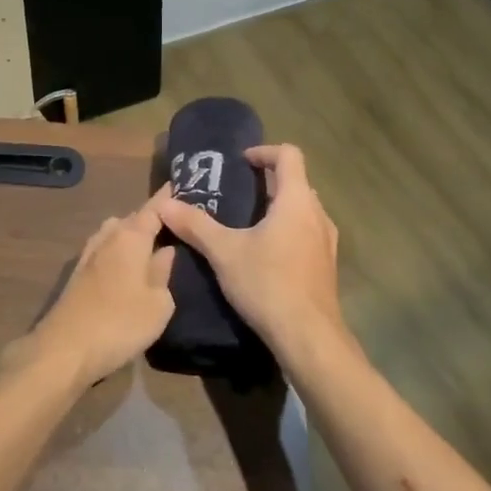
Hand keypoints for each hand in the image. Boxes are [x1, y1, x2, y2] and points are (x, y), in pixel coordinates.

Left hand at [24, 192, 177, 385]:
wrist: (66, 348)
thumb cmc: (121, 323)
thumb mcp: (158, 303)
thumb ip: (164, 272)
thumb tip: (166, 251)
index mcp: (131, 236)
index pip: (153, 208)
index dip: (168, 198)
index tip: (181, 185)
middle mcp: (108, 237)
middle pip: (132, 218)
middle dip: (151, 219)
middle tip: (174, 225)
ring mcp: (89, 254)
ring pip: (115, 233)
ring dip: (131, 235)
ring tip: (152, 246)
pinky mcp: (78, 274)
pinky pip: (105, 250)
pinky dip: (118, 251)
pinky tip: (127, 266)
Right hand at [157, 144, 346, 363]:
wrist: (308, 338)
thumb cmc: (268, 284)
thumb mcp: (224, 252)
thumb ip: (195, 225)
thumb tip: (164, 204)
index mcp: (296, 201)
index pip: (289, 155)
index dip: (264, 152)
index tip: (240, 162)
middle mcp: (318, 215)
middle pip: (297, 182)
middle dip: (268, 182)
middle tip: (238, 193)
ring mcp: (326, 242)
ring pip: (303, 211)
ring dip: (279, 209)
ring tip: (247, 224)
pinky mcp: (326, 267)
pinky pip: (307, 235)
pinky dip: (288, 232)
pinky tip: (265, 255)